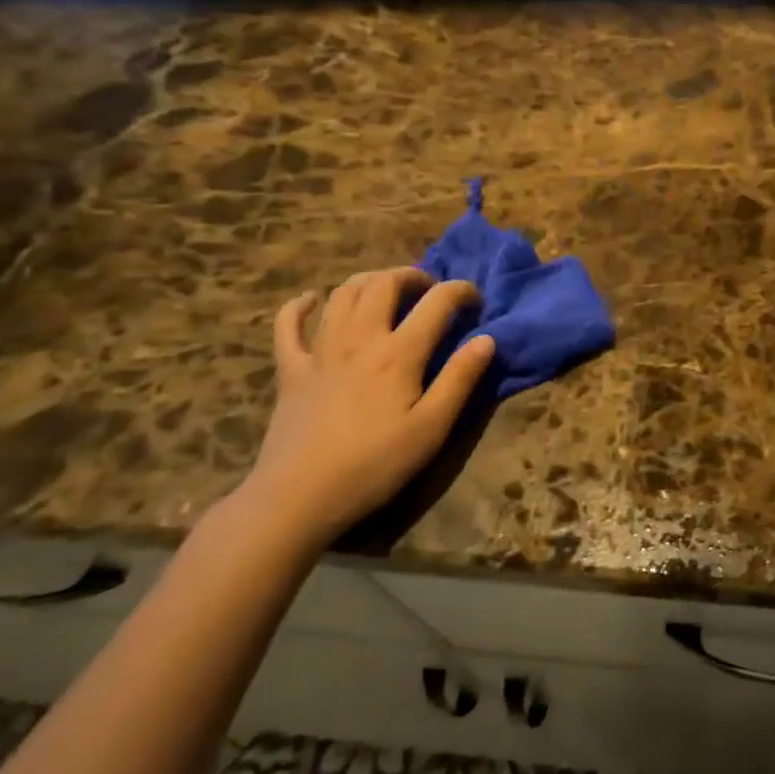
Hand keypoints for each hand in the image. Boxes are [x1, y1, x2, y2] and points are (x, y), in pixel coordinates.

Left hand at [234, 267, 496, 551]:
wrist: (299, 497)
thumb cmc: (375, 465)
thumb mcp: (432, 428)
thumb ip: (460, 379)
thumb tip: (487, 339)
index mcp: (399, 352)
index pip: (437, 302)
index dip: (461, 291)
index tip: (476, 299)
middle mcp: (359, 338)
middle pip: (384, 284)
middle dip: (412, 276)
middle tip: (430, 290)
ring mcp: (320, 350)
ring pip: (343, 293)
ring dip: (369, 281)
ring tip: (386, 290)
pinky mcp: (291, 369)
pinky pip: (287, 324)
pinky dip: (299, 305)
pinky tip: (311, 300)